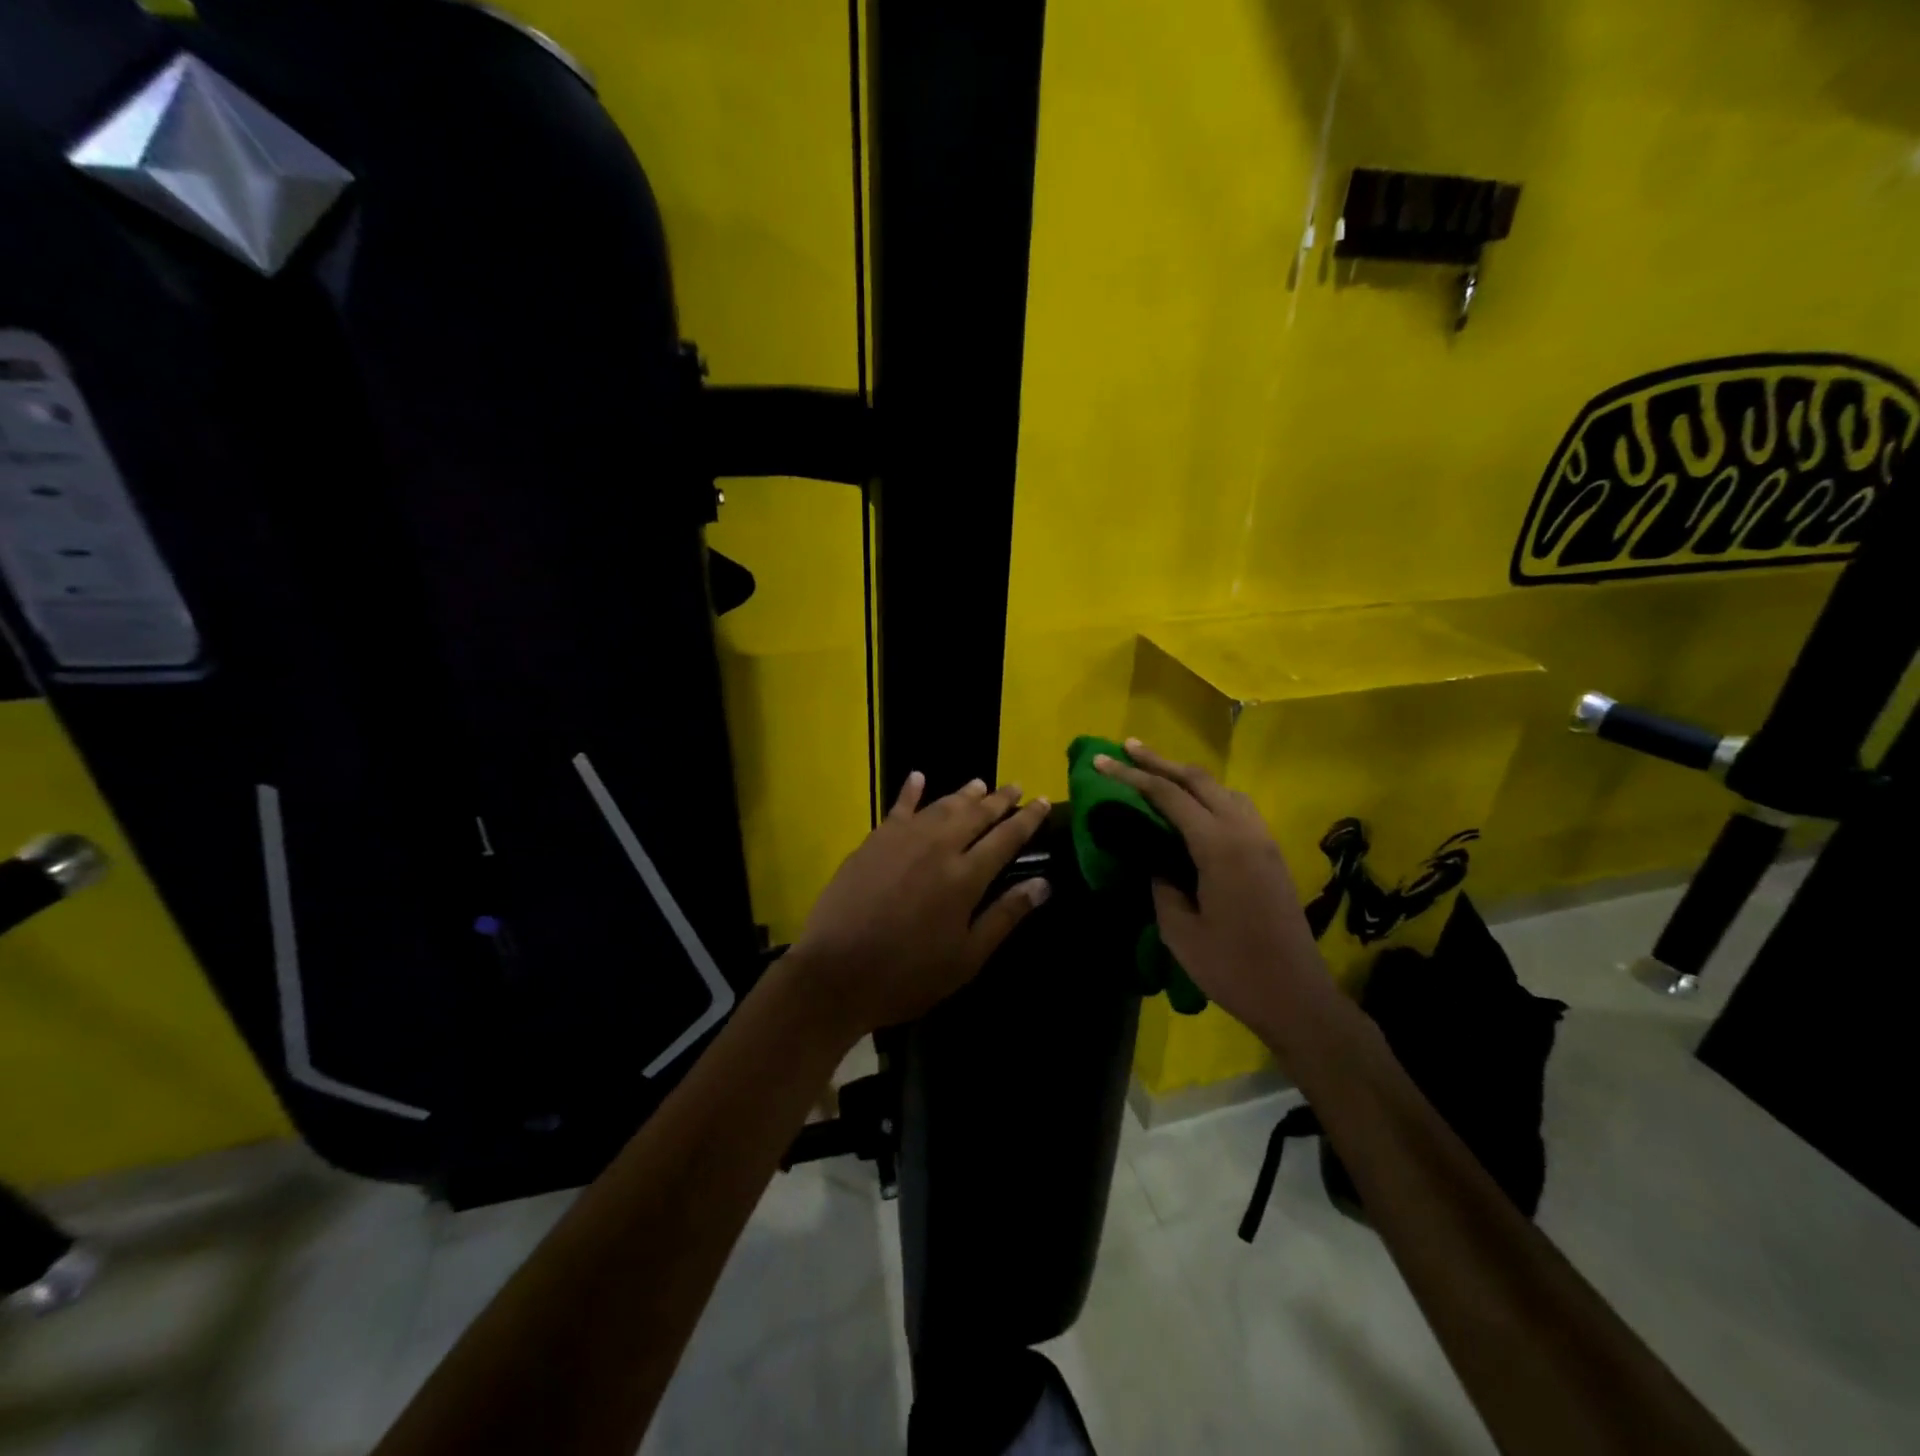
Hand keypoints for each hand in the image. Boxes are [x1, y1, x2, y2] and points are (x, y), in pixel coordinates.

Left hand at [788, 773, 1052, 1041]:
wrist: (837, 971)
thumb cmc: (908, 974)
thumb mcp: (966, 957)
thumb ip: (1005, 916)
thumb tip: (1043, 884)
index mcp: (966, 876)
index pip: (1006, 838)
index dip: (1027, 818)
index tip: (1043, 801)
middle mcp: (939, 846)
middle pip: (976, 814)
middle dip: (1000, 799)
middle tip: (1016, 786)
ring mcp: (903, 839)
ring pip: (941, 806)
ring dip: (964, 794)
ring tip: (980, 784)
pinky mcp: (874, 841)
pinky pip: (898, 808)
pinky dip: (911, 791)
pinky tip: (918, 777)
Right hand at [1094, 741, 1331, 1043]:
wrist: (1296, 996)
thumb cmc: (1232, 968)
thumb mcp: (1179, 930)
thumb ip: (1162, 885)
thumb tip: (1154, 860)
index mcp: (1219, 846)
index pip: (1169, 796)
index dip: (1132, 775)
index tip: (1102, 760)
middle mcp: (1244, 832)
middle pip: (1199, 780)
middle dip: (1160, 761)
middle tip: (1126, 748)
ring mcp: (1263, 841)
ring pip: (1222, 789)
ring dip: (1188, 776)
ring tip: (1157, 772)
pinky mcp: (1271, 854)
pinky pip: (1237, 807)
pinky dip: (1209, 795)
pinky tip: (1194, 808)